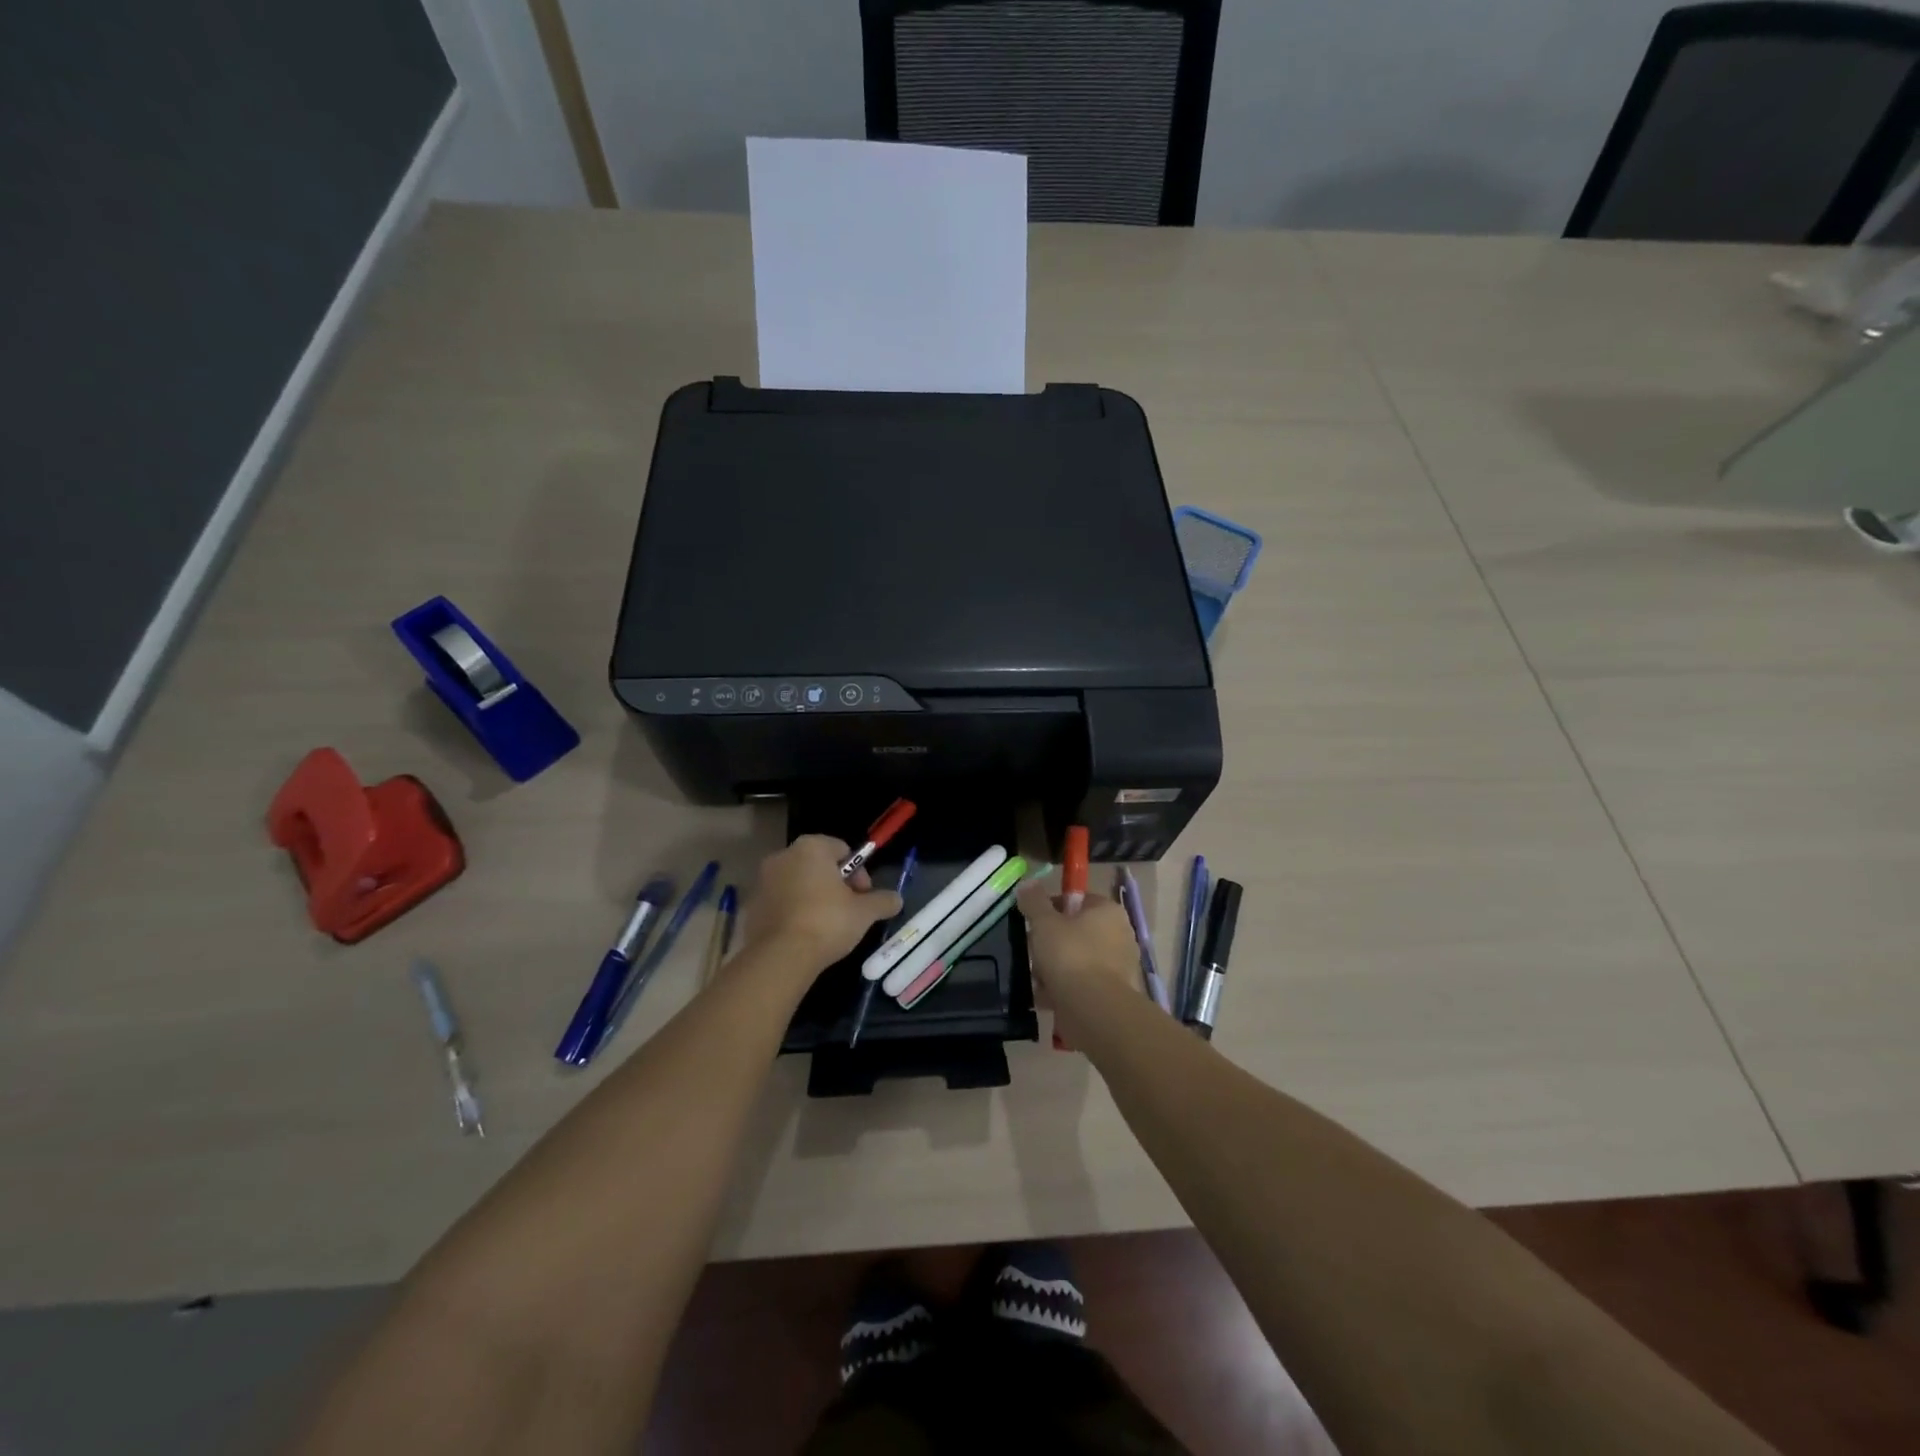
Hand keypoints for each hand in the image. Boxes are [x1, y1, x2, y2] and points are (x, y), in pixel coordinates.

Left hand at [744, 837, 902, 977]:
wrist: (780, 957)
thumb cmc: (827, 922)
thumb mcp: (864, 912)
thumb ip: (883, 901)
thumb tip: (896, 899)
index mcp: (811, 847)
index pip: (842, 850)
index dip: (858, 873)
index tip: (863, 897)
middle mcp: (783, 856)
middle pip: (818, 865)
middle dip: (835, 885)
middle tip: (848, 911)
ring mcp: (763, 880)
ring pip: (798, 883)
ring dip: (813, 897)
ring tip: (826, 926)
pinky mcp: (751, 905)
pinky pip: (780, 902)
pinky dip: (793, 911)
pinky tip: (804, 934)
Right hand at [1016, 879, 1142, 1038]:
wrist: (1094, 1010)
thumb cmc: (1070, 955)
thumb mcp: (1044, 923)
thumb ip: (1034, 901)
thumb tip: (1027, 883)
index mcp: (1108, 911)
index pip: (1078, 900)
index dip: (1052, 908)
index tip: (1034, 923)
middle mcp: (1120, 935)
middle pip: (1077, 931)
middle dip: (1052, 943)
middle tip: (1034, 953)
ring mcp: (1119, 966)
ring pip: (1078, 960)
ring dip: (1056, 968)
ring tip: (1038, 979)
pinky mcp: (1114, 994)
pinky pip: (1083, 985)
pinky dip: (1066, 990)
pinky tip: (1047, 998)